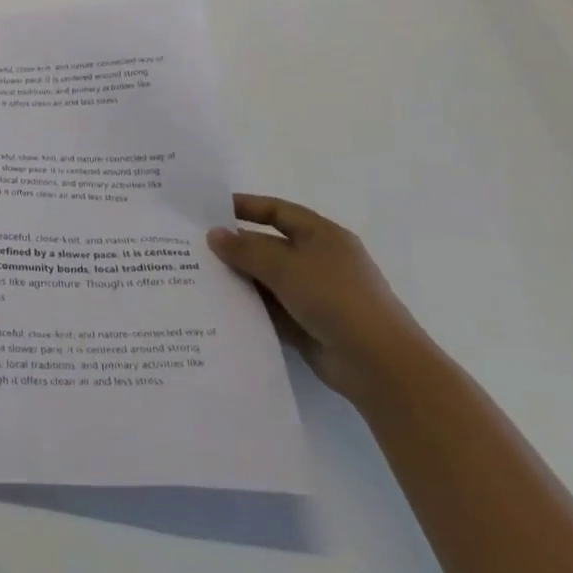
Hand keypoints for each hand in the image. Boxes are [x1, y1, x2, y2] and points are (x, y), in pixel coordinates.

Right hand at [207, 194, 429, 403]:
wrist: (380, 366)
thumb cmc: (336, 299)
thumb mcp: (286, 266)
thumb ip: (246, 249)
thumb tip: (214, 234)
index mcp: (322, 236)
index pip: (278, 211)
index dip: (245, 207)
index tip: (209, 209)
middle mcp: (318, 261)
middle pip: (269, 245)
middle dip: (235, 246)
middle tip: (193, 246)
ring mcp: (313, 294)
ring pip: (266, 279)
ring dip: (238, 278)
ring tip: (196, 275)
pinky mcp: (307, 324)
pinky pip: (270, 308)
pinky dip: (248, 306)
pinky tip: (217, 306)